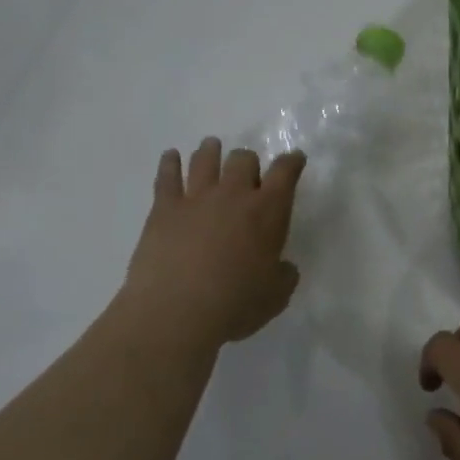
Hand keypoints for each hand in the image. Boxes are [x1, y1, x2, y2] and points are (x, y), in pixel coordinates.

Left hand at [117, 138, 304, 345]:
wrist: (176, 312)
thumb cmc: (236, 305)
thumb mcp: (276, 296)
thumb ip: (283, 275)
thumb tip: (282, 267)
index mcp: (268, 212)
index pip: (286, 172)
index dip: (292, 162)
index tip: (295, 159)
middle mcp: (234, 195)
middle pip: (243, 159)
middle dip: (248, 161)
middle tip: (248, 171)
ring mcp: (196, 198)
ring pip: (205, 160)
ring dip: (211, 151)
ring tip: (211, 148)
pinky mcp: (164, 209)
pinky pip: (167, 176)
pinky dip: (169, 163)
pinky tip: (170, 157)